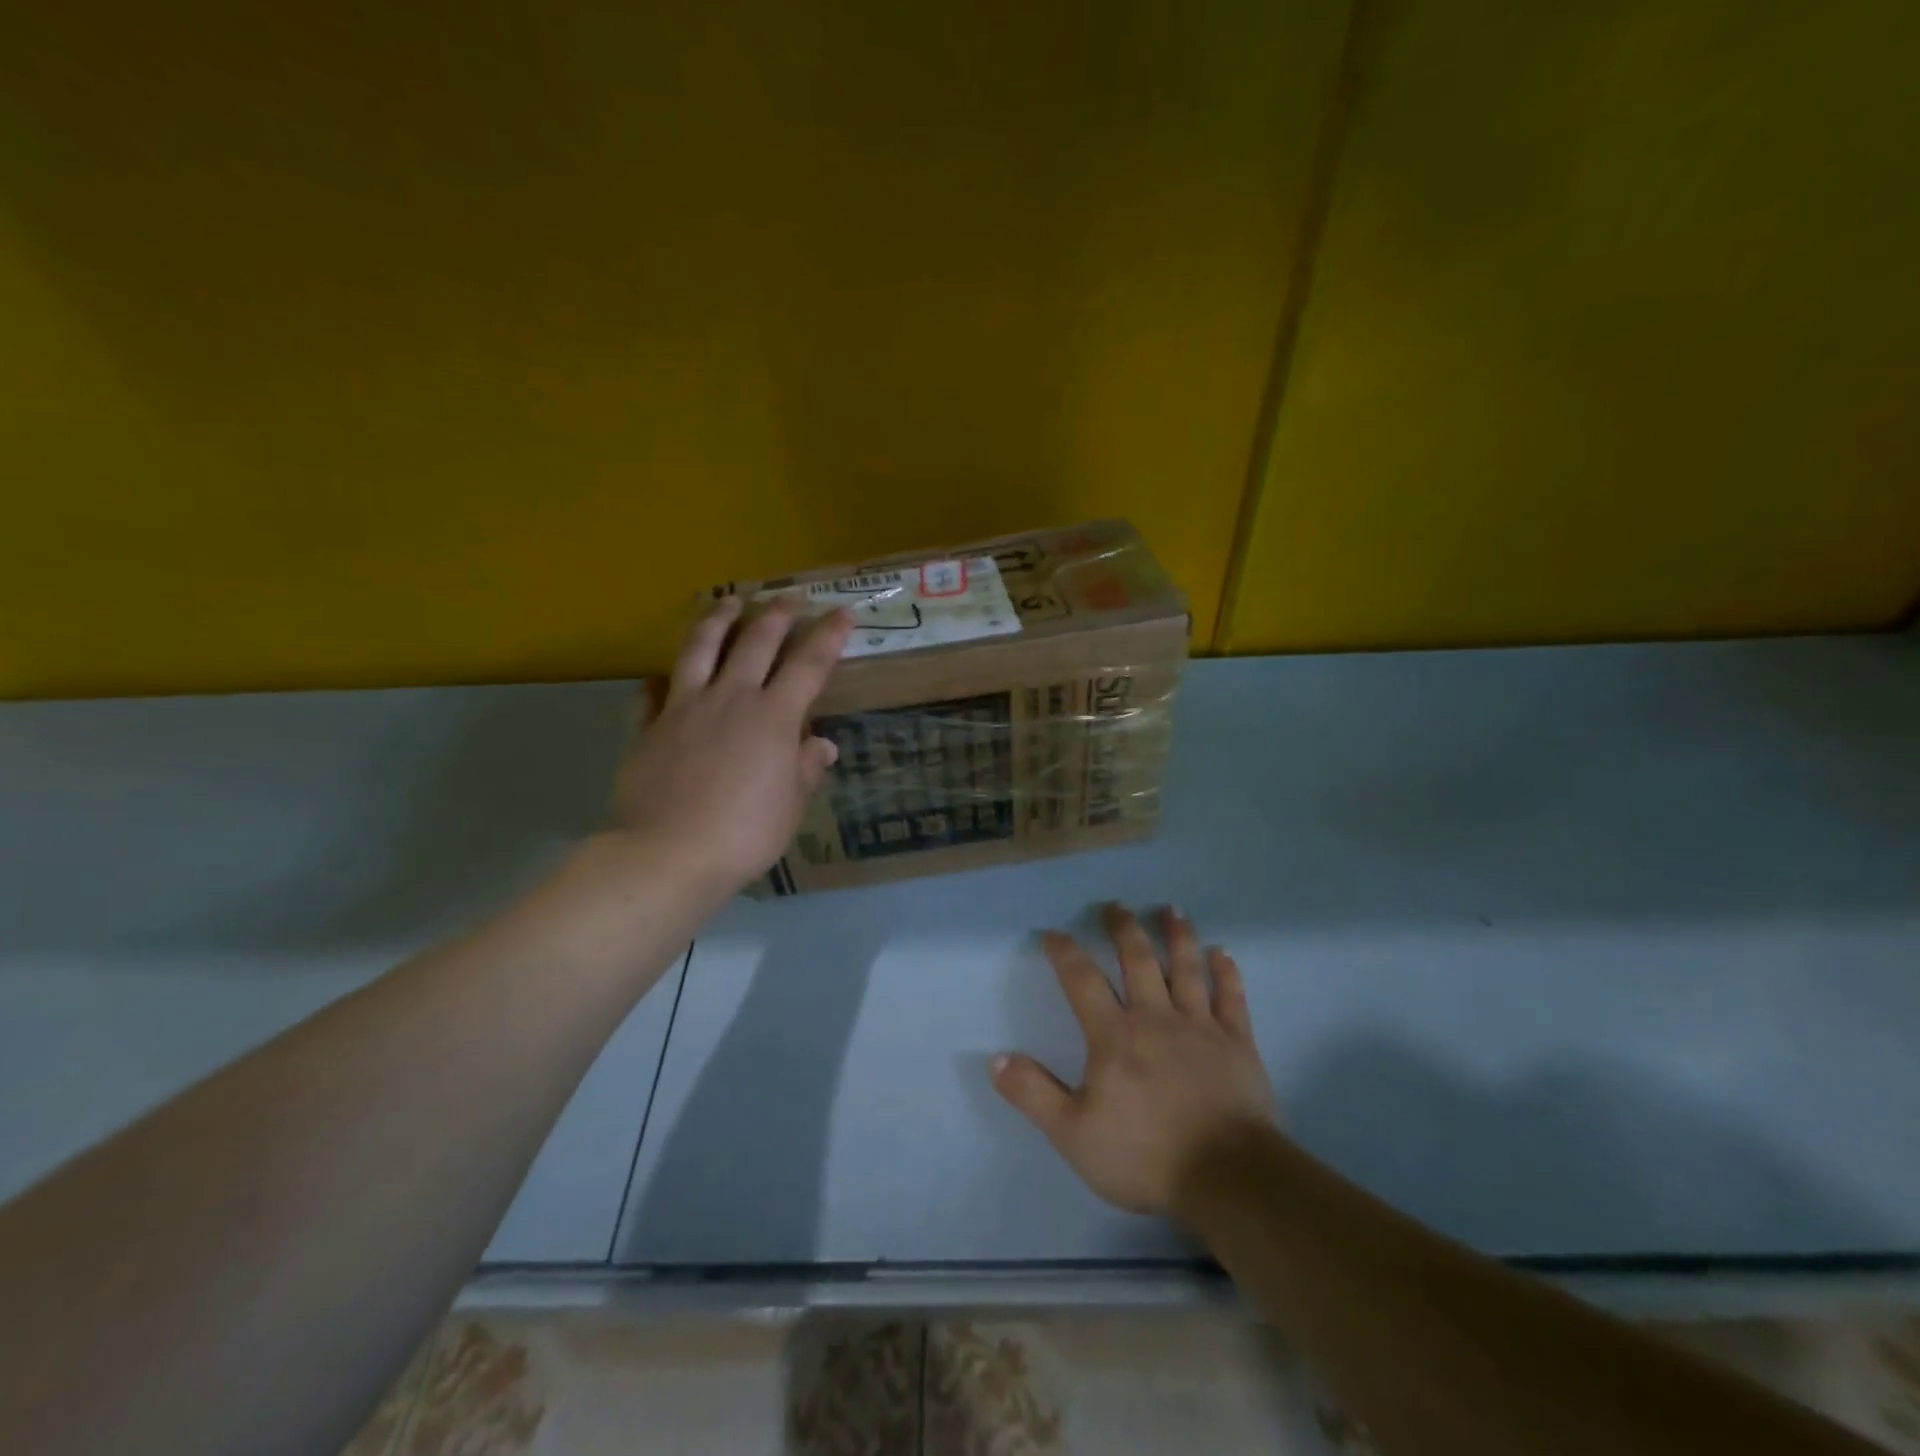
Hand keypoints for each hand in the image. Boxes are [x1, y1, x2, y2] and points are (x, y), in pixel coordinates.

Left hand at [612, 595, 852, 896]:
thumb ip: (805, 769)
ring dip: (718, 620)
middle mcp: (732, 698)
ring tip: (727, 601)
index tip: (842, 612)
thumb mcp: (790, 805)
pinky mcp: (650, 726)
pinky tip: (662, 674)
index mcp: (774, 717)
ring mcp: (686, 707)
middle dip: (777, 614)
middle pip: (756, 642)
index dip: (828, 635)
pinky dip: (662, 678)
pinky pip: (654, 692)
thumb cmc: (745, 833)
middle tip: (789, 597)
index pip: (809, 664)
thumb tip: (822, 745)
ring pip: (701, 648)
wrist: (669, 852)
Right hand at [993, 904, 1278, 1216]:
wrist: (1228, 1179)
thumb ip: (1034, 1094)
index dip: (1065, 953)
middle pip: (1138, 960)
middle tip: (1116, 905)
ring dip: (1177, 936)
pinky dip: (1227, 973)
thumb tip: (995, 1059)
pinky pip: (1231, 998)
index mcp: (1114, 1035)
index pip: (1082, 981)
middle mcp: (1156, 1018)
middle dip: (1124, 929)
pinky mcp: (1237, 1043)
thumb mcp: (1074, 1134)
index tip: (1054, 933)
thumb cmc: (1145, 1156)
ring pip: (1186, 968)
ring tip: (1171, 909)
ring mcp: (1201, 1027)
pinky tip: (1223, 954)